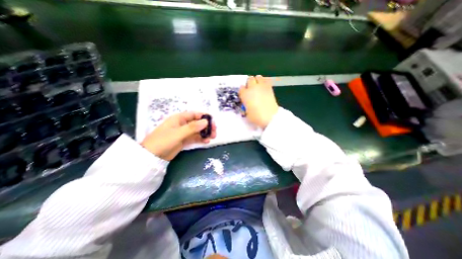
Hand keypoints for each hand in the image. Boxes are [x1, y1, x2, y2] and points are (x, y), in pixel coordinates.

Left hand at [141, 113, 216, 160]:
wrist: (151, 156)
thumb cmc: (163, 141)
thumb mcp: (178, 133)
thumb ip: (192, 127)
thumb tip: (206, 122)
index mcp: (179, 118)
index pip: (194, 114)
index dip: (204, 117)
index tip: (213, 121)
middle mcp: (182, 124)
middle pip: (197, 123)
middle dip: (206, 126)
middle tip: (215, 131)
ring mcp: (183, 133)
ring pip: (197, 131)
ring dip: (205, 133)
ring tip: (212, 137)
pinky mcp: (184, 140)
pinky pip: (194, 138)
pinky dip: (201, 139)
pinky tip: (206, 142)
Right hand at [240, 75, 279, 127]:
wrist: (270, 117)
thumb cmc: (256, 117)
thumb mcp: (247, 114)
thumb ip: (245, 108)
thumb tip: (247, 107)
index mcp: (245, 95)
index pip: (241, 88)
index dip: (243, 91)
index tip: (244, 95)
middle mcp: (252, 88)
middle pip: (249, 79)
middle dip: (250, 83)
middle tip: (251, 89)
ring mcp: (261, 86)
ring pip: (258, 77)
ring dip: (257, 80)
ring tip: (258, 86)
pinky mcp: (269, 88)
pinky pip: (267, 80)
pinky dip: (265, 82)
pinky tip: (265, 87)